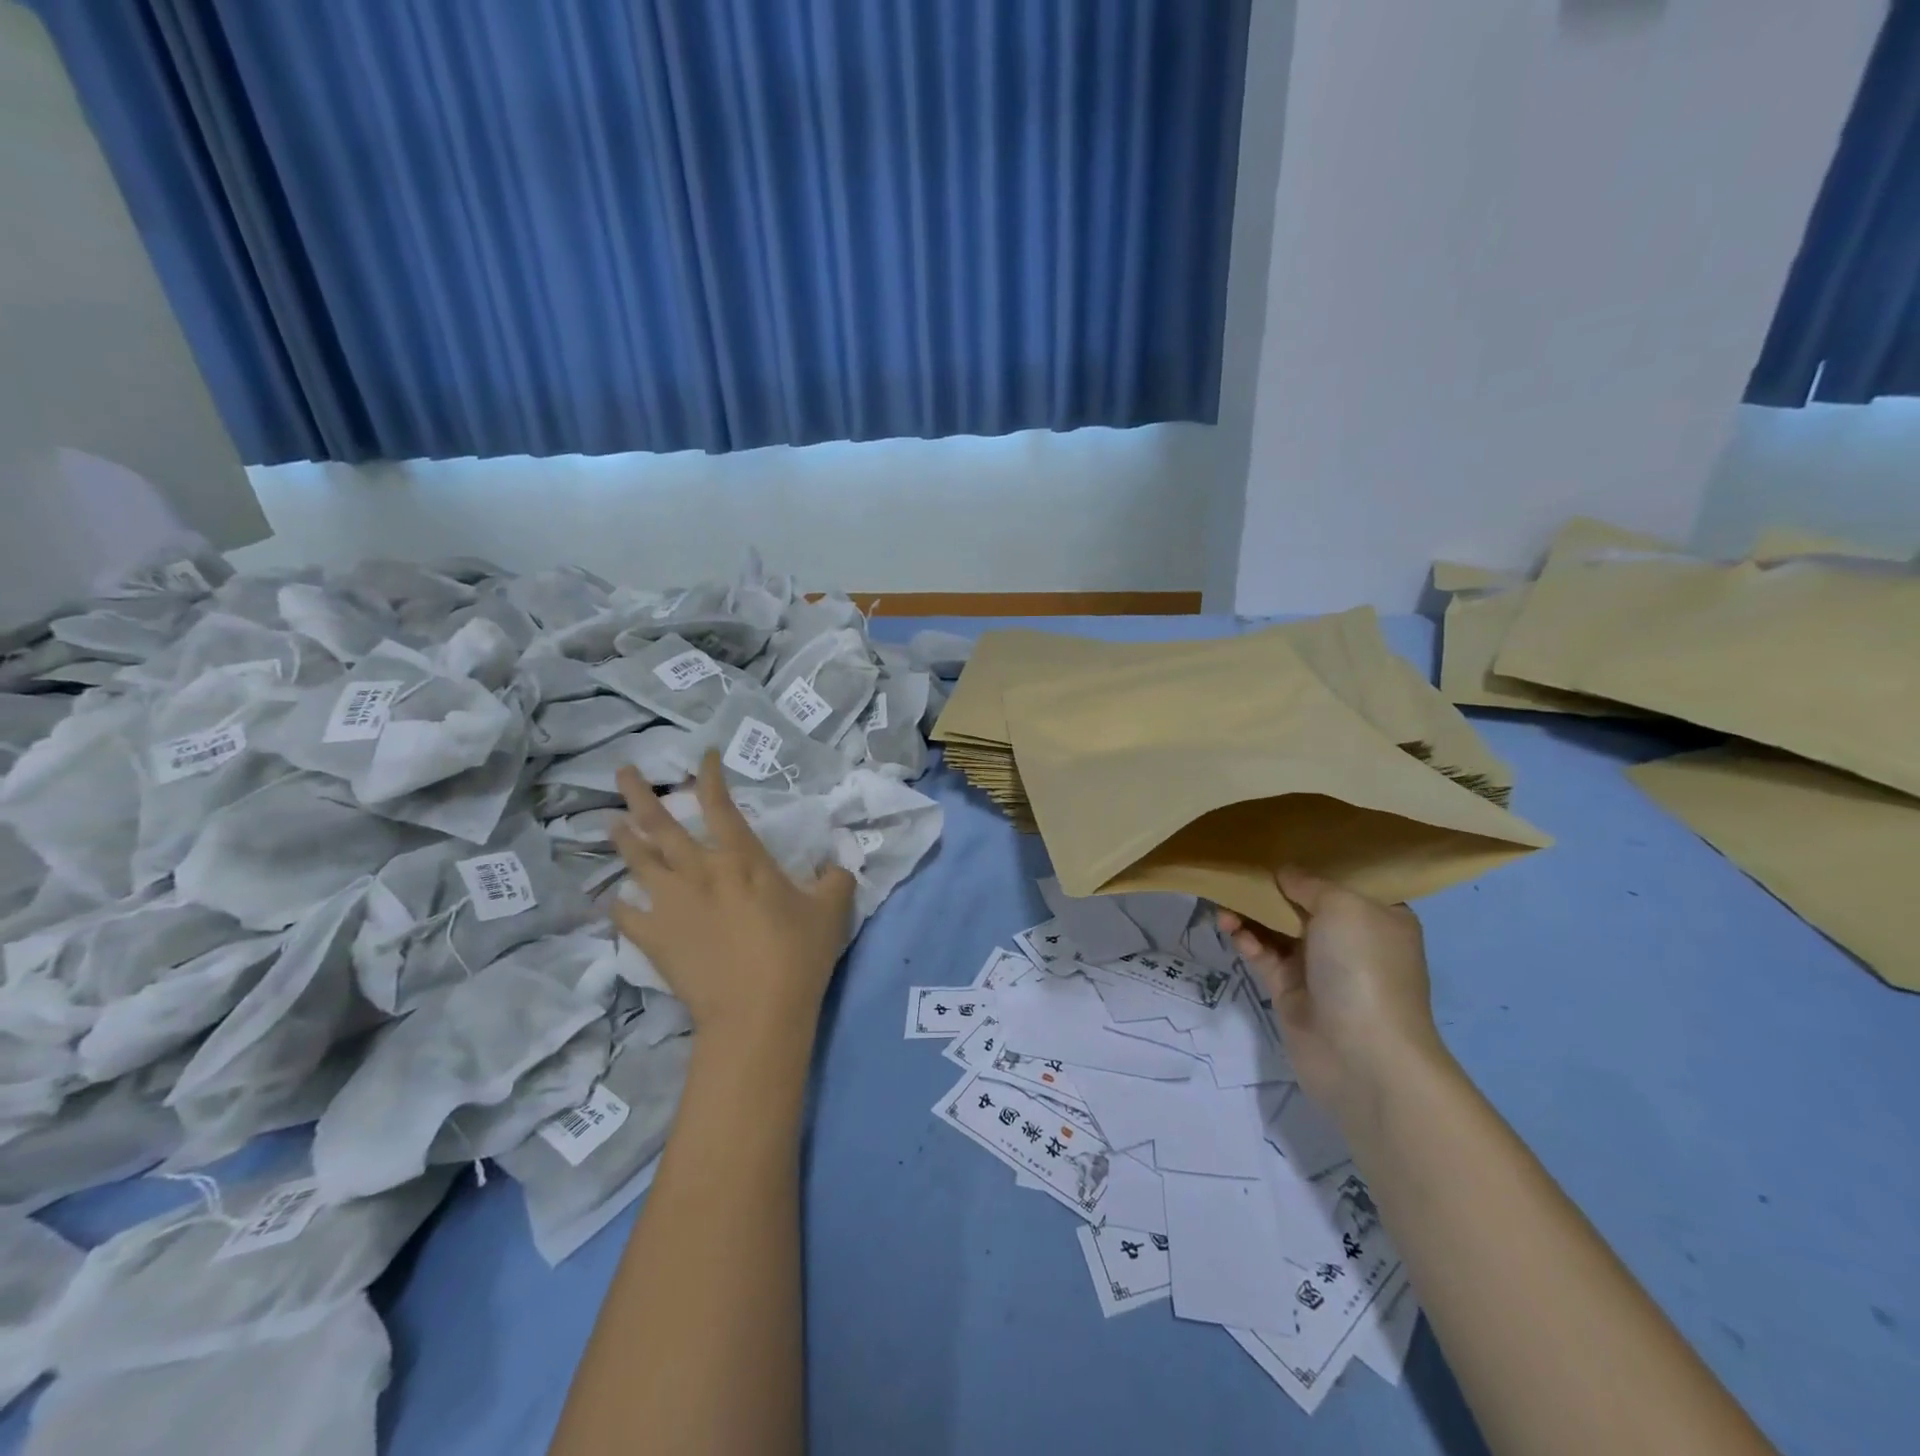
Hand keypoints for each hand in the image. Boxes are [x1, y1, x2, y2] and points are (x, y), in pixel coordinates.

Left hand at [610, 752, 855, 1054]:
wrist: (757, 1012)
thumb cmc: (796, 955)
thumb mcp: (831, 910)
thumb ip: (835, 880)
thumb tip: (837, 866)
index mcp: (742, 858)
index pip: (720, 804)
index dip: (710, 775)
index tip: (703, 756)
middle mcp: (699, 871)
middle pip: (661, 824)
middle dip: (640, 795)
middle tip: (622, 772)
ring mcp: (670, 904)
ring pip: (638, 861)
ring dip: (623, 838)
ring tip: (612, 823)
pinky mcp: (654, 938)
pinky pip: (626, 915)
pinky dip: (619, 904)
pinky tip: (615, 898)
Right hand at [1218, 869, 1445, 1125]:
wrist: (1361, 1056)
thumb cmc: (1363, 968)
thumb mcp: (1343, 907)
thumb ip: (1309, 884)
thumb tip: (1284, 873)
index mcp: (1379, 917)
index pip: (1345, 882)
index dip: (1313, 863)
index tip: (1279, 843)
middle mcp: (1352, 940)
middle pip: (1304, 904)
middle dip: (1272, 888)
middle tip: (1238, 869)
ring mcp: (1320, 968)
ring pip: (1277, 929)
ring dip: (1251, 914)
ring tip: (1223, 901)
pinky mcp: (1291, 992)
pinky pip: (1264, 955)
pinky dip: (1247, 940)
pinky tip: (1230, 929)